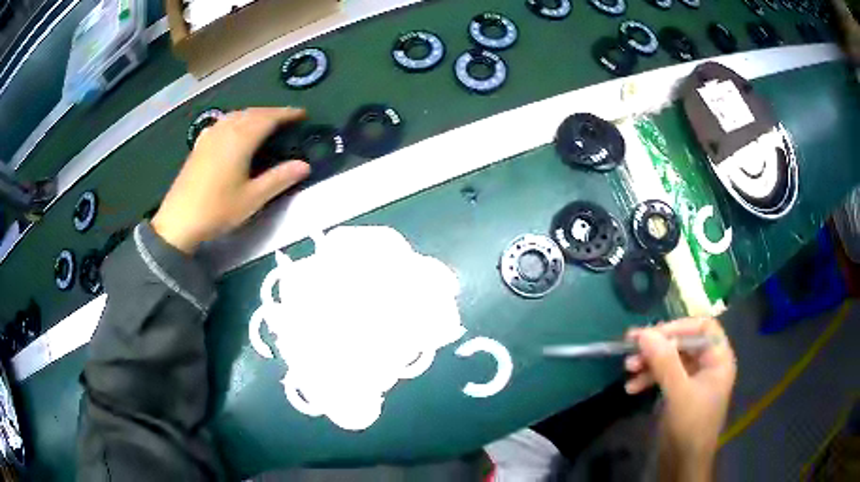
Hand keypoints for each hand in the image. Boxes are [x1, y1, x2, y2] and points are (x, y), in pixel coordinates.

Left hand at [152, 108, 309, 252]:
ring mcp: (210, 135)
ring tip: (266, 122)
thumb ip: (279, 178)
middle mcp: (226, 130)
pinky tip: (235, 129)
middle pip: (253, 113)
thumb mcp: (253, 198)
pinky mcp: (200, 144)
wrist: (179, 220)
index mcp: (241, 139)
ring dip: (255, 114)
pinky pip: (223, 122)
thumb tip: (305, 165)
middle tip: (288, 119)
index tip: (303, 115)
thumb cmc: (218, 209)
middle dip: (272, 112)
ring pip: (237, 115)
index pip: (269, 118)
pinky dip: (237, 120)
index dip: (287, 114)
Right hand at [624, 318, 736, 480]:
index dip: (679, 327)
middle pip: (683, 343)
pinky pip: (665, 376)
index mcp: (718, 359)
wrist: (683, 463)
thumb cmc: (690, 425)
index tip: (653, 334)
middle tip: (631, 349)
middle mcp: (708, 364)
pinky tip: (632, 388)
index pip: (702, 328)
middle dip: (658, 347)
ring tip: (628, 369)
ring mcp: (694, 379)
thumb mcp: (679, 393)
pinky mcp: (680, 392)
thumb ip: (665, 362)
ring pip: (671, 360)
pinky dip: (649, 379)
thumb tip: (644, 334)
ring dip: (650, 363)